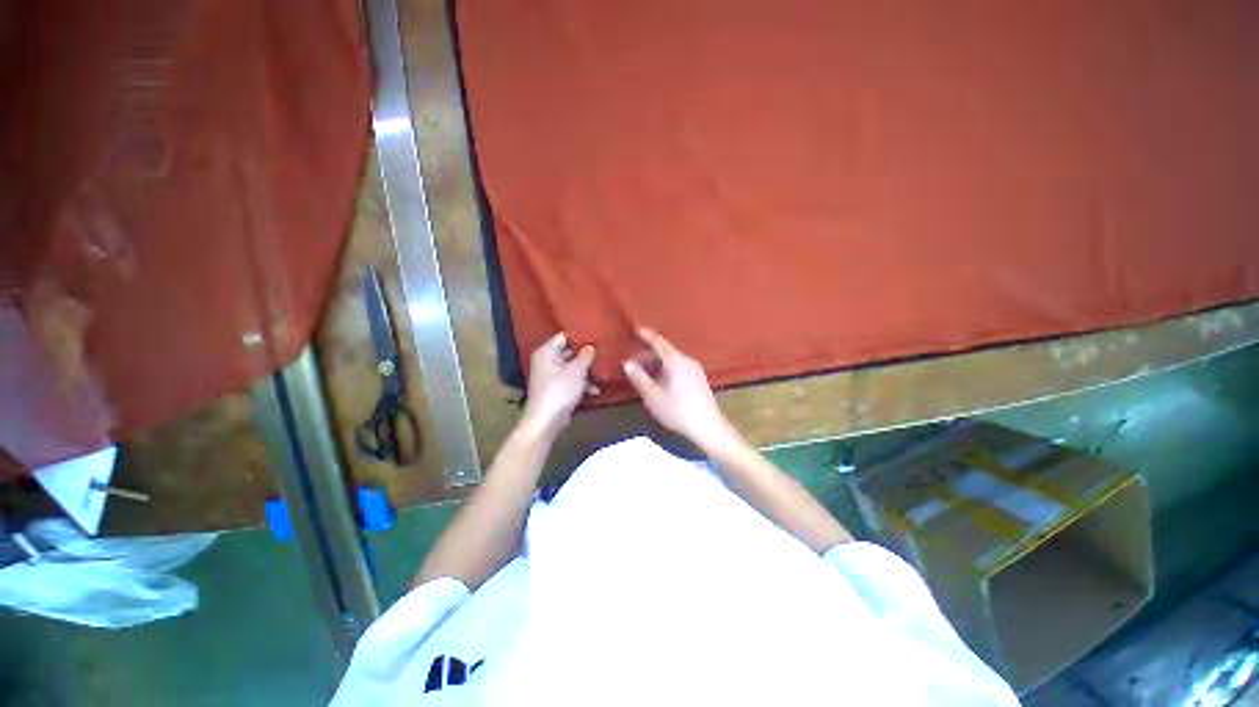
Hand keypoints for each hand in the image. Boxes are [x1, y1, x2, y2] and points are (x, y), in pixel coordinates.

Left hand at [521, 332, 596, 436]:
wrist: (546, 420)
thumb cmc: (560, 390)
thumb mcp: (577, 370)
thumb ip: (585, 356)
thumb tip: (590, 347)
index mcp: (546, 352)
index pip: (563, 337)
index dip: (579, 337)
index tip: (595, 338)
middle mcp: (545, 361)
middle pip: (568, 352)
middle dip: (584, 355)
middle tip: (602, 354)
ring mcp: (549, 376)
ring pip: (570, 367)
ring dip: (585, 371)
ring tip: (600, 373)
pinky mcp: (554, 389)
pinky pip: (569, 380)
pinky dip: (580, 383)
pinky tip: (594, 390)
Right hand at [622, 327, 735, 451]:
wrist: (707, 426)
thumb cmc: (677, 410)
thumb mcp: (653, 395)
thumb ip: (639, 377)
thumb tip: (627, 363)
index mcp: (675, 361)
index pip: (659, 342)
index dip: (647, 335)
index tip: (637, 328)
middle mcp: (686, 360)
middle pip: (665, 351)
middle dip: (648, 353)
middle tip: (633, 361)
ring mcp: (695, 369)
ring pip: (672, 360)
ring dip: (656, 363)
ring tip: (643, 372)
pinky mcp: (698, 379)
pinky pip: (678, 366)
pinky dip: (666, 368)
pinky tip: (659, 380)